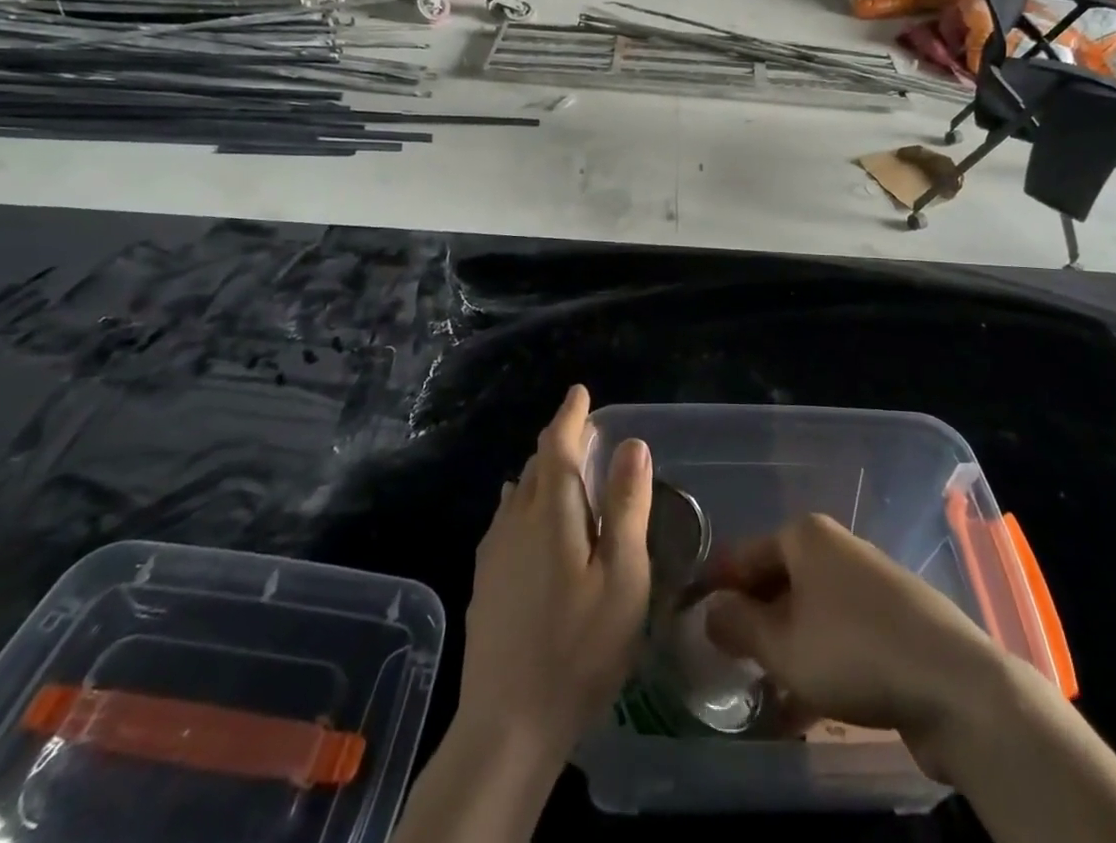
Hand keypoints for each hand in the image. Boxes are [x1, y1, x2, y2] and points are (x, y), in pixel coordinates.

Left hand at [457, 385, 653, 766]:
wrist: (507, 725)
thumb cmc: (578, 649)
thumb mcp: (622, 579)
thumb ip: (626, 506)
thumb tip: (631, 443)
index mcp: (550, 513)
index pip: (556, 445)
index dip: (570, 415)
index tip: (580, 391)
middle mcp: (514, 520)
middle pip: (536, 465)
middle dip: (560, 442)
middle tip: (586, 434)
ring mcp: (493, 552)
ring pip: (518, 492)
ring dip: (543, 474)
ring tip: (566, 474)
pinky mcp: (484, 581)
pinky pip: (506, 520)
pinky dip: (526, 503)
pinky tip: (533, 523)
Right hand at [702, 513, 997, 774]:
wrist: (954, 684)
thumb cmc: (853, 651)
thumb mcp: (783, 645)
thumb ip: (738, 626)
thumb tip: (709, 610)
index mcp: (804, 536)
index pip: (744, 555)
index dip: (715, 586)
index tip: (690, 618)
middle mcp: (834, 549)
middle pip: (777, 582)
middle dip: (751, 622)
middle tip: (724, 661)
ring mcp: (866, 584)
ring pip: (807, 614)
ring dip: (782, 651)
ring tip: (759, 693)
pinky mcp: (891, 621)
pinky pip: (838, 636)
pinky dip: (816, 664)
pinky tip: (802, 712)